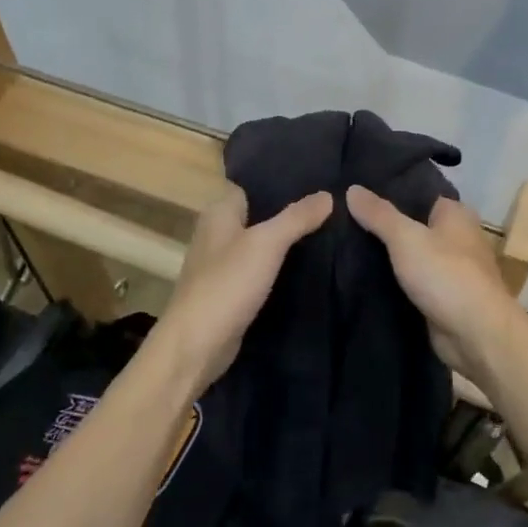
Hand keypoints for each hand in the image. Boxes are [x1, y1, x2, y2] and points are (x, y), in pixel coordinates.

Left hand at [151, 184, 332, 395]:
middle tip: (330, 208)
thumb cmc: (227, 284)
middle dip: (288, 213)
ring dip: (286, 243)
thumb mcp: (266, 244)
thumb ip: (296, 218)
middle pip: (258, 215)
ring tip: (328, 234)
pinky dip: (279, 269)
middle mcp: (216, 234)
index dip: (279, 183)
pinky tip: (307, 269)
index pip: (250, 186)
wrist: (197, 345)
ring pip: (260, 245)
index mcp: (218, 214)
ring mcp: (222, 266)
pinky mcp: (230, 292)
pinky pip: (259, 271)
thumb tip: (328, 195)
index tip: (316, 181)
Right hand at [345, 185, 521, 381]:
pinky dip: (393, 282)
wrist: (475, 334)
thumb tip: (352, 189)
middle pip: (413, 226)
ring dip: (386, 257)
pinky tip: (362, 279)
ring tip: (343, 248)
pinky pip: (412, 282)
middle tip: (341, 222)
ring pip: (411, 256)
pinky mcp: (442, 297)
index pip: (418, 194)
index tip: (354, 193)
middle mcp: (457, 238)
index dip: (389, 193)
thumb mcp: (406, 238)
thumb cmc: (446, 275)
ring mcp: (450, 270)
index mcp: (456, 214)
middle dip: (383, 226)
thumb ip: (379, 214)